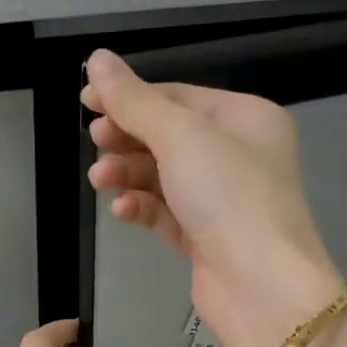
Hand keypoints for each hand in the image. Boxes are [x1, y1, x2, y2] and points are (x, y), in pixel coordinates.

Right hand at [82, 49, 344, 346]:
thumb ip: (135, 101)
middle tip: (94, 141)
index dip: (130, 96)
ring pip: (163, 176)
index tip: (85, 101)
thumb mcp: (181, 137)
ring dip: (128, 174)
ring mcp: (221, 200)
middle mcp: (236, 155)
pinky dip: (142, 207)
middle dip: (127, 138)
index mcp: (244, 118)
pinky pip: (165, 213)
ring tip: (99, 180)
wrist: (261, 287)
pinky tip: (122, 210)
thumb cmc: (229, 197)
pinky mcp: (204, 238)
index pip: (178, 97)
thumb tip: (97, 58)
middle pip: (168, 136)